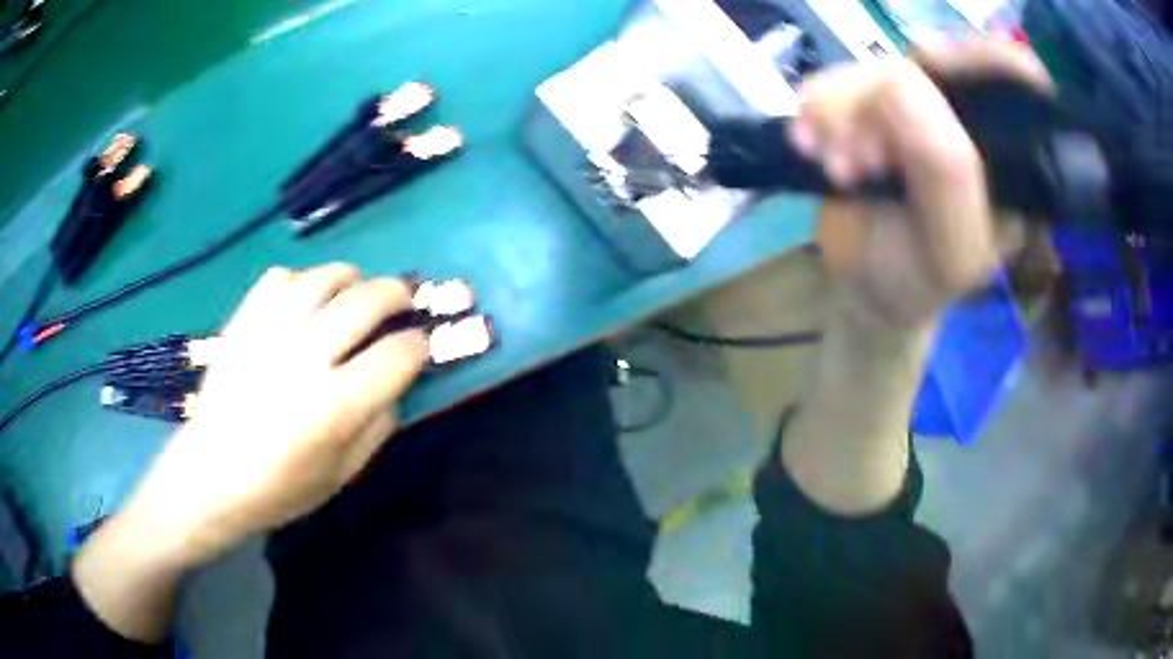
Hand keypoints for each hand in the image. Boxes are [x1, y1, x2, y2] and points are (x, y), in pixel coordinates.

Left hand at [75, 265, 427, 640]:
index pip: (398, 354)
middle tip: (402, 304)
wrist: (209, 476)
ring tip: (357, 293)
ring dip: (353, 279)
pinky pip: (281, 277)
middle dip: (398, 296)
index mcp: (334, 405)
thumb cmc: (279, 489)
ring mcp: (270, 332)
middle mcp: (305, 357)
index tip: (420, 348)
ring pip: (326, 277)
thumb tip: (393, 384)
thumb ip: (377, 427)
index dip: (419, 346)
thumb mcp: (342, 475)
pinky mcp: (243, 322)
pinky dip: (303, 282)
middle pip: (368, 300)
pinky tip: (305, 302)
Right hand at [794, 39, 1051, 330]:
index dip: (979, 58)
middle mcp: (969, 121)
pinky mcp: (875, 109)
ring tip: (835, 167)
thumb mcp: (951, 247)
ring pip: (881, 68)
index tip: (931, 69)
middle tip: (863, 156)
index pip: (1013, 78)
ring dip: (844, 108)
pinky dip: (818, 105)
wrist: (868, 289)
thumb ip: (945, 171)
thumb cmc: (920, 280)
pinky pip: (843, 80)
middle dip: (888, 98)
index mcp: (1011, 155)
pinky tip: (810, 144)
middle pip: (935, 63)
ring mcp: (919, 109)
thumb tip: (897, 81)